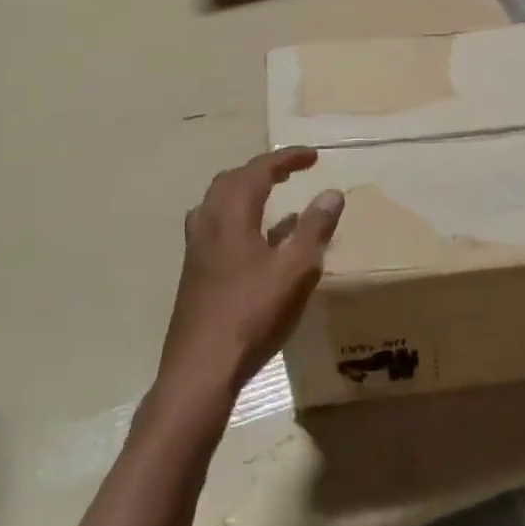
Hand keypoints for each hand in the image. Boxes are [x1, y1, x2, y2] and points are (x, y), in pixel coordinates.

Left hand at [158, 147, 344, 405]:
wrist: (201, 369)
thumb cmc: (252, 314)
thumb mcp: (296, 270)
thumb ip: (315, 228)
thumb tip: (331, 193)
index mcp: (231, 215)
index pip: (258, 170)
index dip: (287, 159)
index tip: (313, 156)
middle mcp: (208, 223)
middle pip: (231, 180)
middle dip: (262, 170)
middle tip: (291, 172)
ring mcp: (196, 249)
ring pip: (217, 203)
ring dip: (244, 191)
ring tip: (270, 197)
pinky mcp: (194, 273)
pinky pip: (214, 227)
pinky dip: (237, 218)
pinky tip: (256, 242)